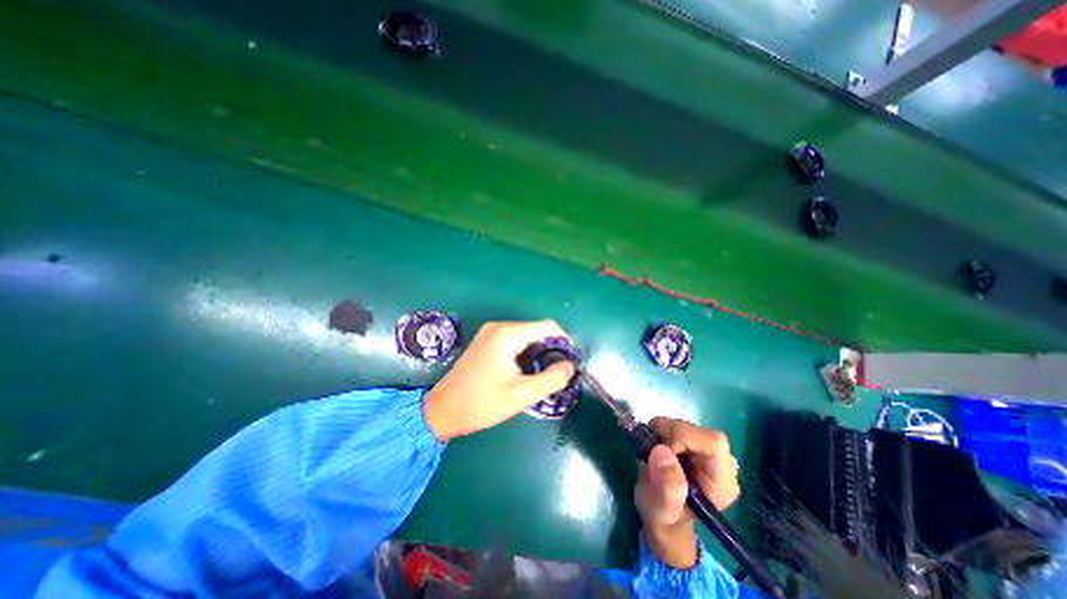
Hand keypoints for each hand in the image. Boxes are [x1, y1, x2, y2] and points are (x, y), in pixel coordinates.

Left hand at [423, 320, 579, 442]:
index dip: (564, 341)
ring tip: (544, 373)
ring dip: (539, 351)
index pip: (547, 326)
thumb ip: (552, 378)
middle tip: (559, 371)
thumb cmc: (482, 403)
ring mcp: (490, 333)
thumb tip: (569, 365)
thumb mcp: (522, 394)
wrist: (442, 410)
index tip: (571, 361)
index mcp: (507, 334)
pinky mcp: (485, 341)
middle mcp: (499, 327)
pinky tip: (526, 370)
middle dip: (552, 348)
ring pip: (526, 335)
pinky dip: (525, 352)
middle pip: (536, 329)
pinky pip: (514, 340)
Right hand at [636, 419, 738, 568]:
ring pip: (685, 424)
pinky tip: (656, 446)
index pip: (712, 442)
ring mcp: (708, 450)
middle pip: (698, 430)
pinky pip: (677, 425)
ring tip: (651, 451)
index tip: (659, 449)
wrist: (662, 512)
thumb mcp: (660, 510)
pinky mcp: (695, 442)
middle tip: (649, 447)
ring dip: (663, 431)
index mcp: (722, 481)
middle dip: (669, 433)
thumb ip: (666, 488)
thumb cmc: (664, 515)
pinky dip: (662, 430)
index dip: (683, 437)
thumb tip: (661, 451)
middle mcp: (722, 462)